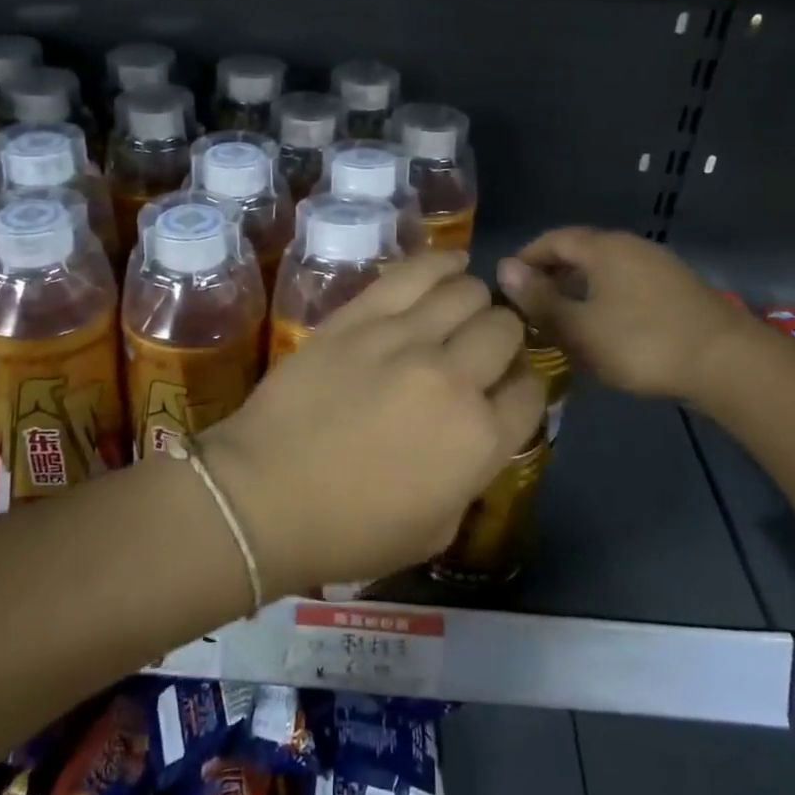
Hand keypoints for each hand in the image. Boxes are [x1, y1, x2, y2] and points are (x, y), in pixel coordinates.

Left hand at [202, 251, 543, 598]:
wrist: (262, 496)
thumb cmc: (348, 530)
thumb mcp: (437, 529)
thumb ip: (472, 474)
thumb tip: (480, 430)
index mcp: (480, 440)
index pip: (533, 390)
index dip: (523, 386)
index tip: (504, 389)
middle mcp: (454, 379)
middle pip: (504, 330)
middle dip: (502, 340)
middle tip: (476, 352)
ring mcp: (406, 339)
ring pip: (467, 293)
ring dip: (473, 303)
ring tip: (457, 313)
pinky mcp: (361, 315)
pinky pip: (415, 273)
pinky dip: (441, 264)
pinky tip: (450, 265)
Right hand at [496, 228, 749, 405]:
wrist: (727, 363)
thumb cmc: (641, 342)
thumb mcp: (579, 327)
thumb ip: (539, 299)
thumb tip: (502, 268)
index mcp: (603, 248)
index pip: (553, 239)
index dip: (527, 258)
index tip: (508, 285)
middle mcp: (631, 246)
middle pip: (581, 251)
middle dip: (552, 273)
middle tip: (531, 304)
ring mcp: (659, 265)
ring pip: (606, 269)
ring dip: (579, 287)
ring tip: (563, 318)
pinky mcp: (678, 289)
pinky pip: (627, 283)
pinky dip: (605, 297)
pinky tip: (604, 327)